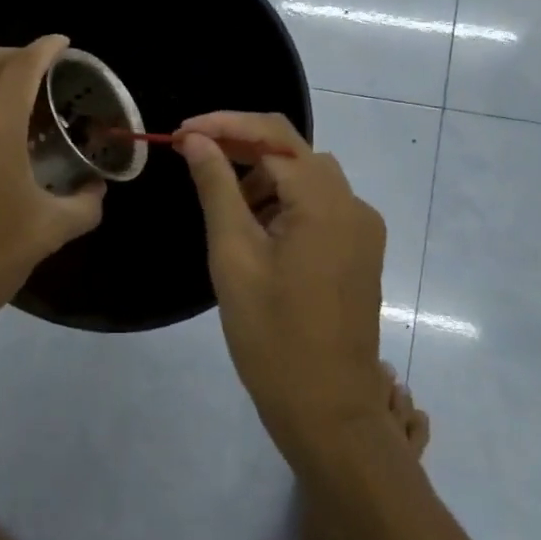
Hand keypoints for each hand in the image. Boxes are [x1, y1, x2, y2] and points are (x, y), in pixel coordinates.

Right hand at [177, 112, 386, 462]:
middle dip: (240, 147)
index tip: (179, 134)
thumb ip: (217, 188)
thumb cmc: (273, 336)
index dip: (223, 126)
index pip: (271, 136)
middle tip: (192, 158)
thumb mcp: (233, 256)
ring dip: (260, 176)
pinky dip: (282, 201)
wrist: (328, 413)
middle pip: (291, 150)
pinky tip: (253, 227)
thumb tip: (197, 140)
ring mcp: (361, 228)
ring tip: (221, 204)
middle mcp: (352, 204)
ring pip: (304, 176)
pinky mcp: (358, 250)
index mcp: (325, 202)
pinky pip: (317, 204)